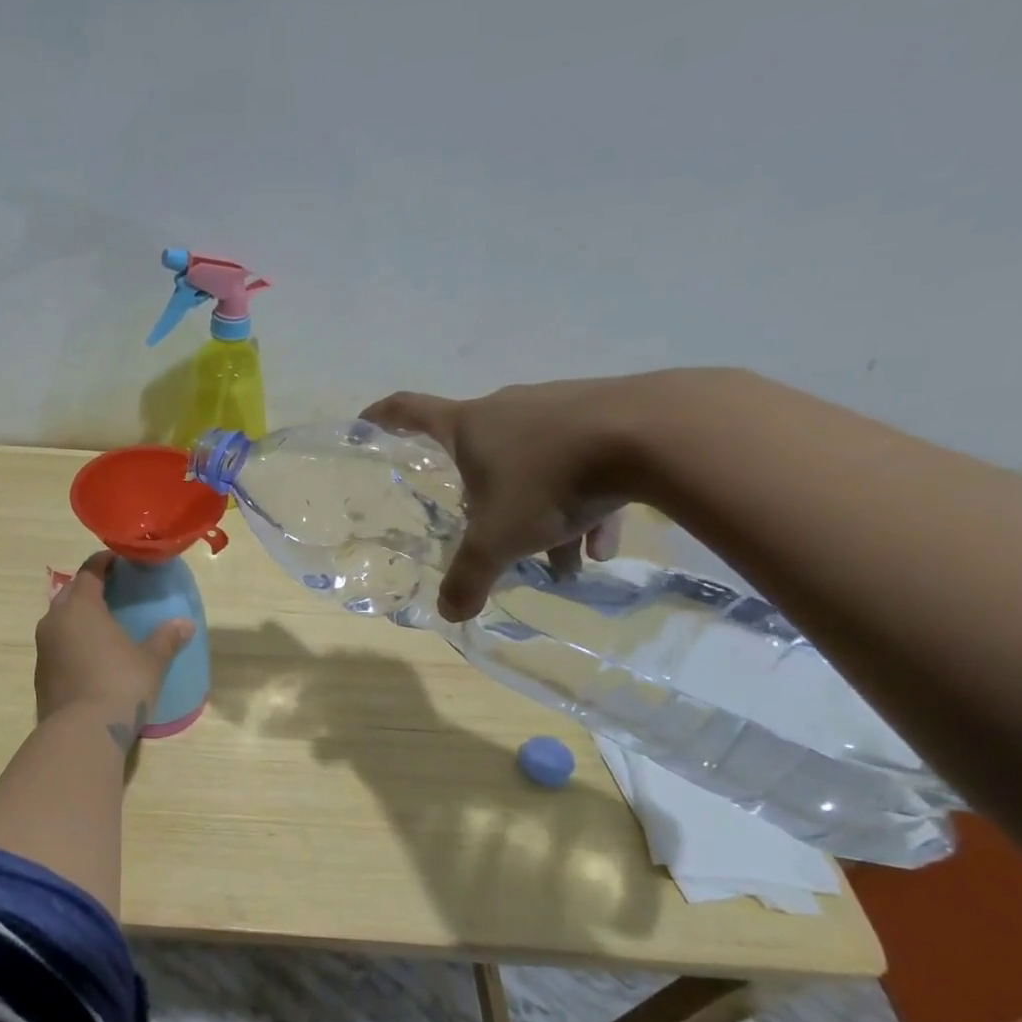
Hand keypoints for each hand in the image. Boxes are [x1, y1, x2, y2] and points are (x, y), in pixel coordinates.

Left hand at [36, 552, 196, 729]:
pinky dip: (73, 642)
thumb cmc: (120, 685)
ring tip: (104, 623)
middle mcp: (55, 621)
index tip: (120, 560)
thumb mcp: (151, 661)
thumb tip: (185, 624)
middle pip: (71, 593)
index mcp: (80, 607)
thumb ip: (167, 639)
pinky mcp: (41, 674)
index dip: (104, 562)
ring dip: (79, 616)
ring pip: (60, 620)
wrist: (82, 733)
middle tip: (115, 590)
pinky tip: (92, 655)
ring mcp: (44, 648)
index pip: (89, 571)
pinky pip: (57, 645)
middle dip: (90, 587)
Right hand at [360, 379, 633, 621]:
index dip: (383, 417)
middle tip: (491, 533)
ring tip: (563, 562)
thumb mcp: (499, 540)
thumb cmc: (550, 481)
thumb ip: (469, 577)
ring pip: (537, 465)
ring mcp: (559, 408)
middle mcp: (508, 410)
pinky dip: (586, 505)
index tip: (365, 421)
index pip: (409, 411)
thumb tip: (450, 613)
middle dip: (483, 497)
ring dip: (542, 512)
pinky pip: (583, 465)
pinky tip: (602, 545)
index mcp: (469, 427)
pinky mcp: (607, 415)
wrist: (655, 434)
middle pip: (480, 452)